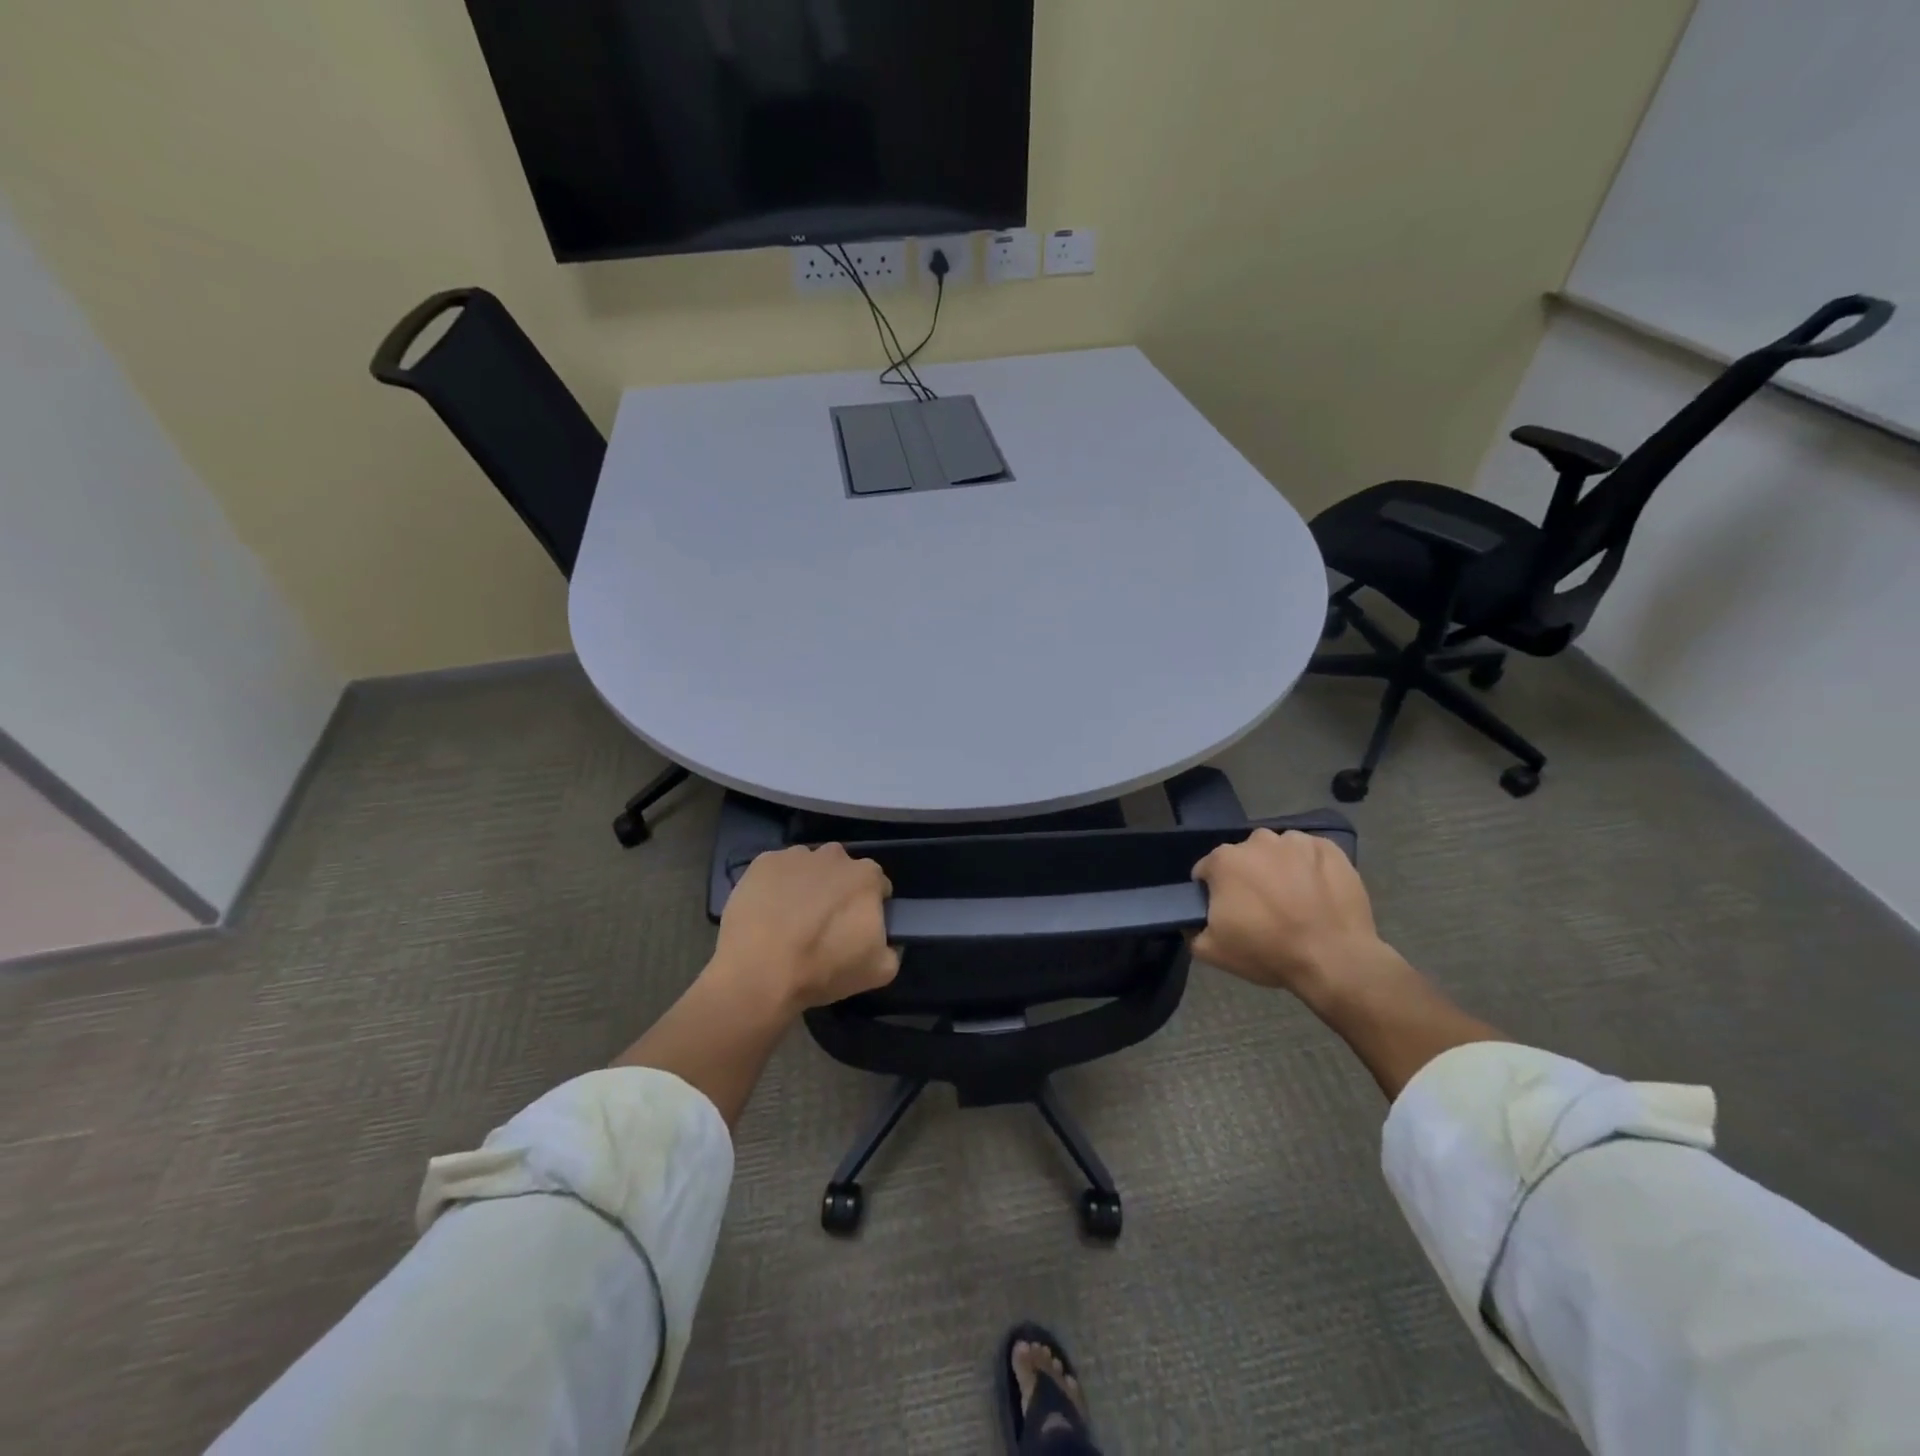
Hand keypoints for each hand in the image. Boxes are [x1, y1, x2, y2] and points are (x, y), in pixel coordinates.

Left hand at [711, 844, 899, 1010]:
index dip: (870, 907)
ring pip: (809, 868)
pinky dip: (776, 886)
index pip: (878, 886)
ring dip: (806, 886)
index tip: (857, 928)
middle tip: (824, 926)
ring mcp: (796, 855)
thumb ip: (892, 949)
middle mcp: (834, 855)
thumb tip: (887, 941)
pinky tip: (767, 914)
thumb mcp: (878, 972)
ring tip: (791, 921)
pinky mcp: (762, 862)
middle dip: (838, 892)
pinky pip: (777, 872)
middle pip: (842, 871)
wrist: (758, 971)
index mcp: (866, 876)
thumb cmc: (823, 968)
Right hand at [1191, 829, 1402, 1008]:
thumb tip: (1193, 922)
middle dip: (1247, 878)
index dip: (1213, 893)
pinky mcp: (1330, 849)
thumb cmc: (1268, 951)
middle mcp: (1257, 841)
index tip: (1227, 913)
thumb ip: (1192, 931)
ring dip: (1279, 869)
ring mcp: (1296, 842)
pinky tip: (1318, 894)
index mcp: (1224, 860)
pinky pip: (1311, 854)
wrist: (1334, 959)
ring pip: (1278, 852)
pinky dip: (1310, 868)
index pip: (1207, 871)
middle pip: (1244, 858)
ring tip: (1294, 901)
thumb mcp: (1213, 952)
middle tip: (1261, 910)